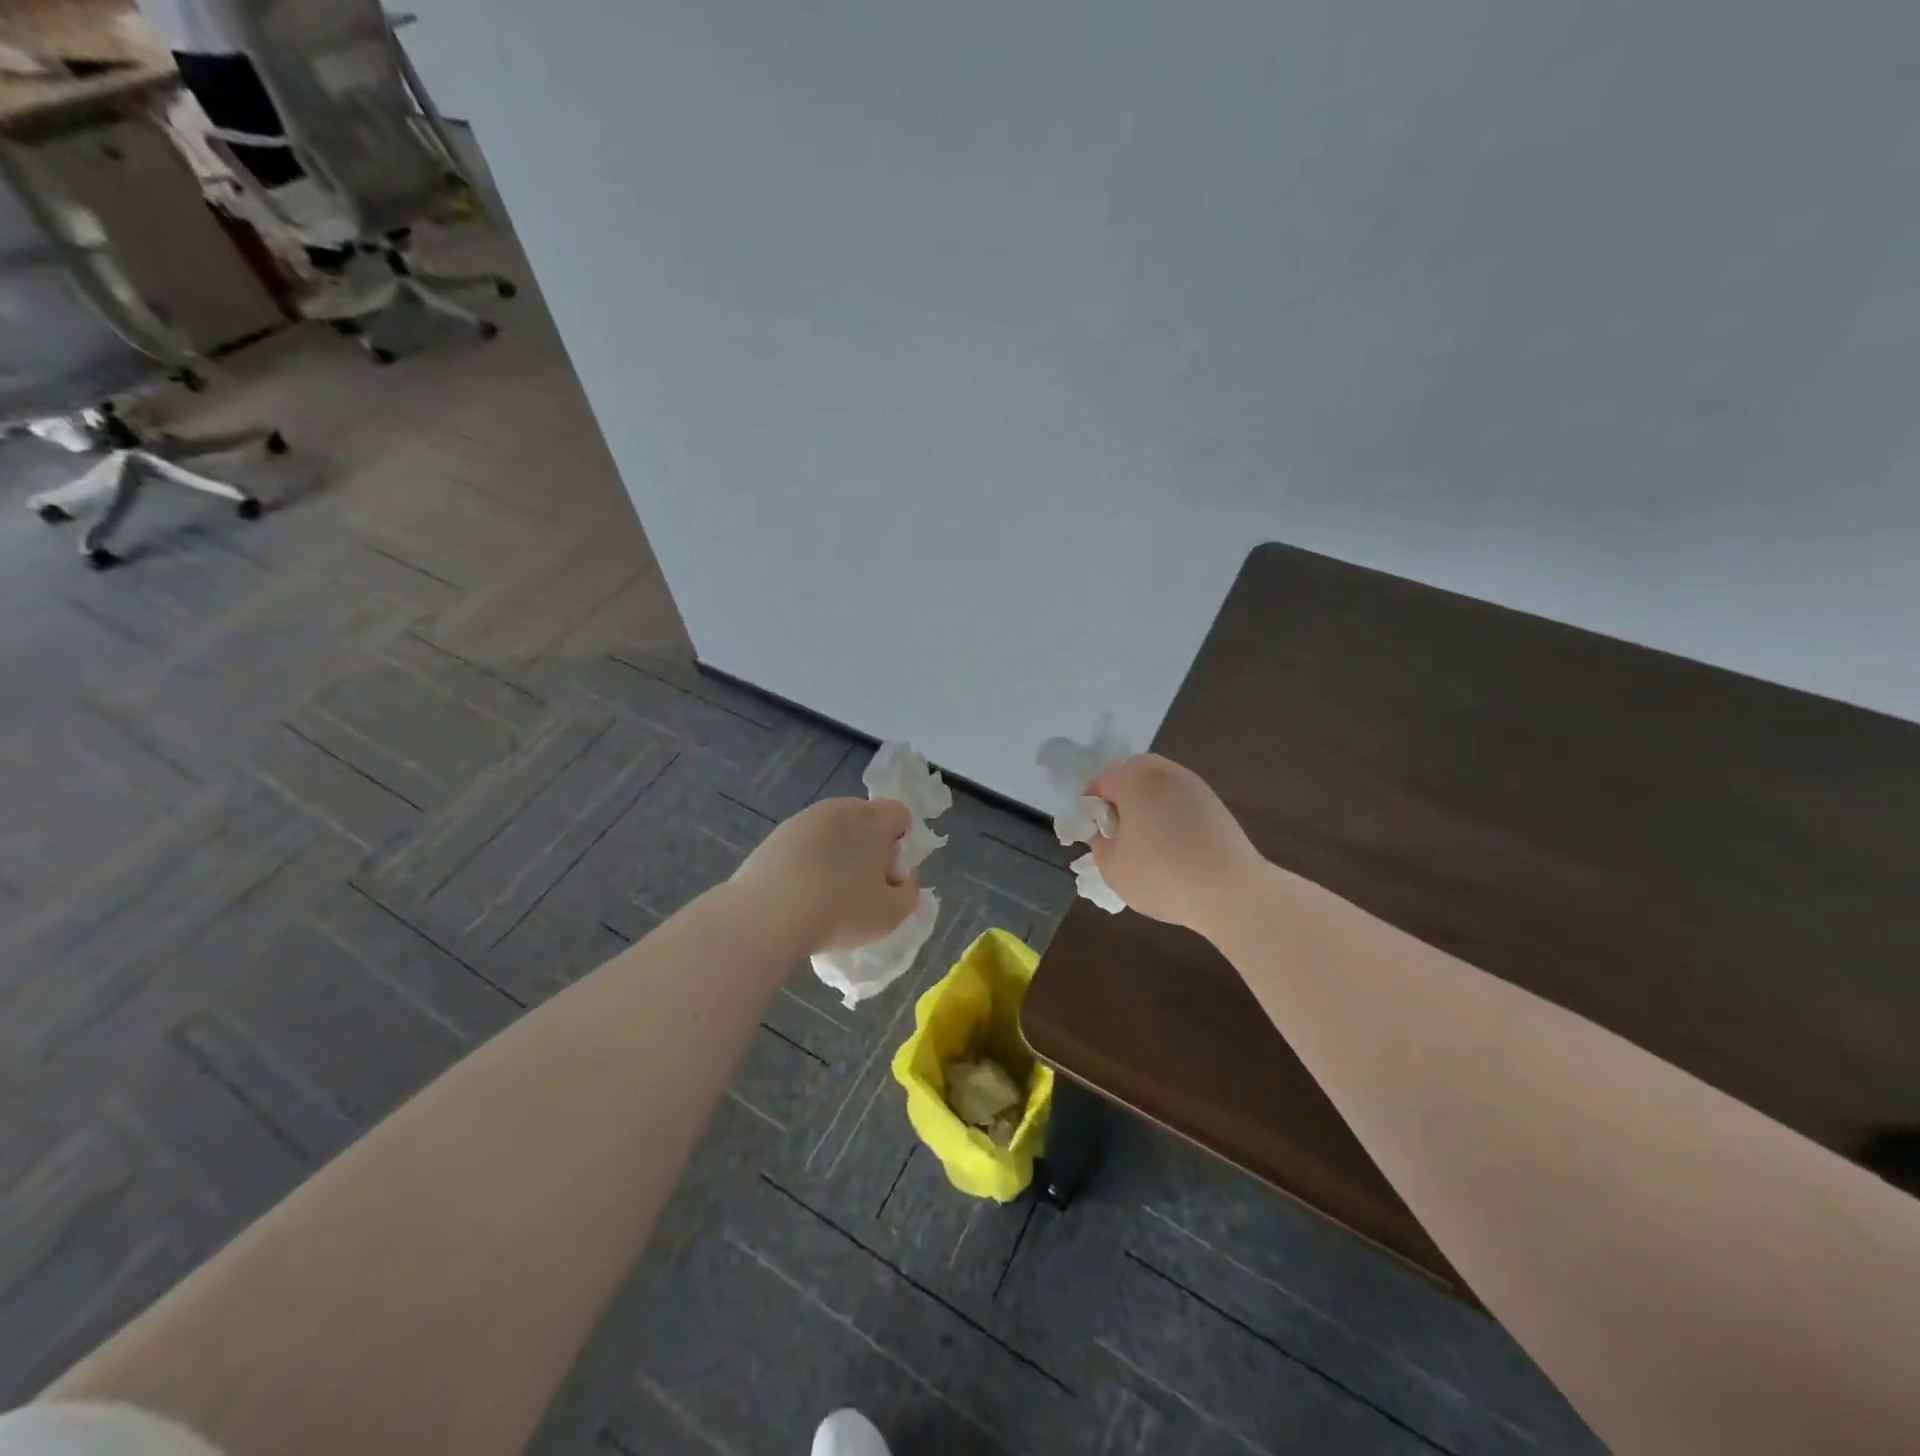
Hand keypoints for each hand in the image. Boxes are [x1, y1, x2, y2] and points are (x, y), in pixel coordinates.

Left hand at [731, 798, 921, 955]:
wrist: (767, 915)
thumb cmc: (840, 912)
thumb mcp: (891, 914)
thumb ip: (909, 892)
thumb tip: (902, 878)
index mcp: (873, 820)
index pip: (900, 813)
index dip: (901, 842)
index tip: (888, 873)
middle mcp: (840, 809)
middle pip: (865, 819)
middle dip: (869, 845)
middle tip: (861, 885)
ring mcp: (804, 819)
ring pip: (833, 830)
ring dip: (837, 852)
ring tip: (826, 892)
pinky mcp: (776, 835)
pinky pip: (804, 843)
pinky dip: (808, 860)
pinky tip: (799, 892)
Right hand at [1085, 755, 1262, 933]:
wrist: (1232, 892)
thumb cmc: (1162, 875)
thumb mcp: (1112, 867)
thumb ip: (1099, 844)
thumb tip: (1105, 834)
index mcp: (1134, 778)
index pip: (1100, 781)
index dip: (1091, 808)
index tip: (1094, 835)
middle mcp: (1164, 772)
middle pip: (1131, 775)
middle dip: (1120, 800)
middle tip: (1117, 835)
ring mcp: (1194, 785)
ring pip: (1157, 787)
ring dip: (1146, 806)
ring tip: (1145, 843)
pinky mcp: (1215, 804)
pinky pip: (1179, 801)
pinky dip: (1169, 816)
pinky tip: (1172, 848)